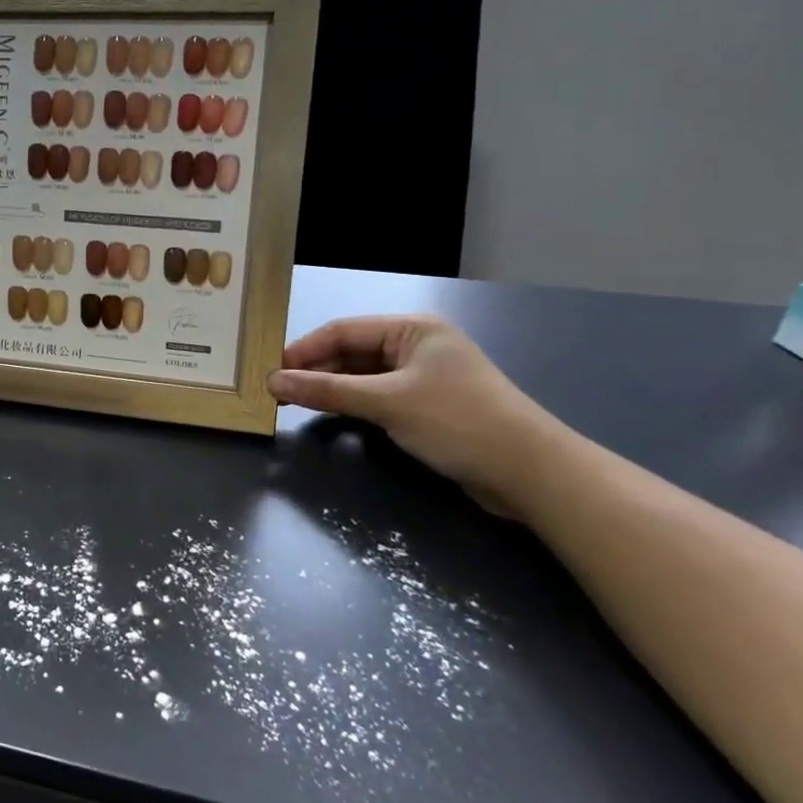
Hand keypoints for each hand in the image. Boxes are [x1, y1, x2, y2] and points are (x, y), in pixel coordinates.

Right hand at [269, 315, 559, 502]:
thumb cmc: (458, 422)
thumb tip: (274, 382)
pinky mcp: (428, 406)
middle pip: (352, 351)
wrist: (531, 473)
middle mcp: (417, 346)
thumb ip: (328, 391)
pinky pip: (378, 396)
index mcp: (412, 329)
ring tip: (295, 402)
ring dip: (332, 388)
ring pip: (363, 375)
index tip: (270, 371)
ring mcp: (424, 377)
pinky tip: (332, 415)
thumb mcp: (387, 403)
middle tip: (278, 390)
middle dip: (316, 369)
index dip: (304, 349)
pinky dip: (353, 403)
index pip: (343, 330)